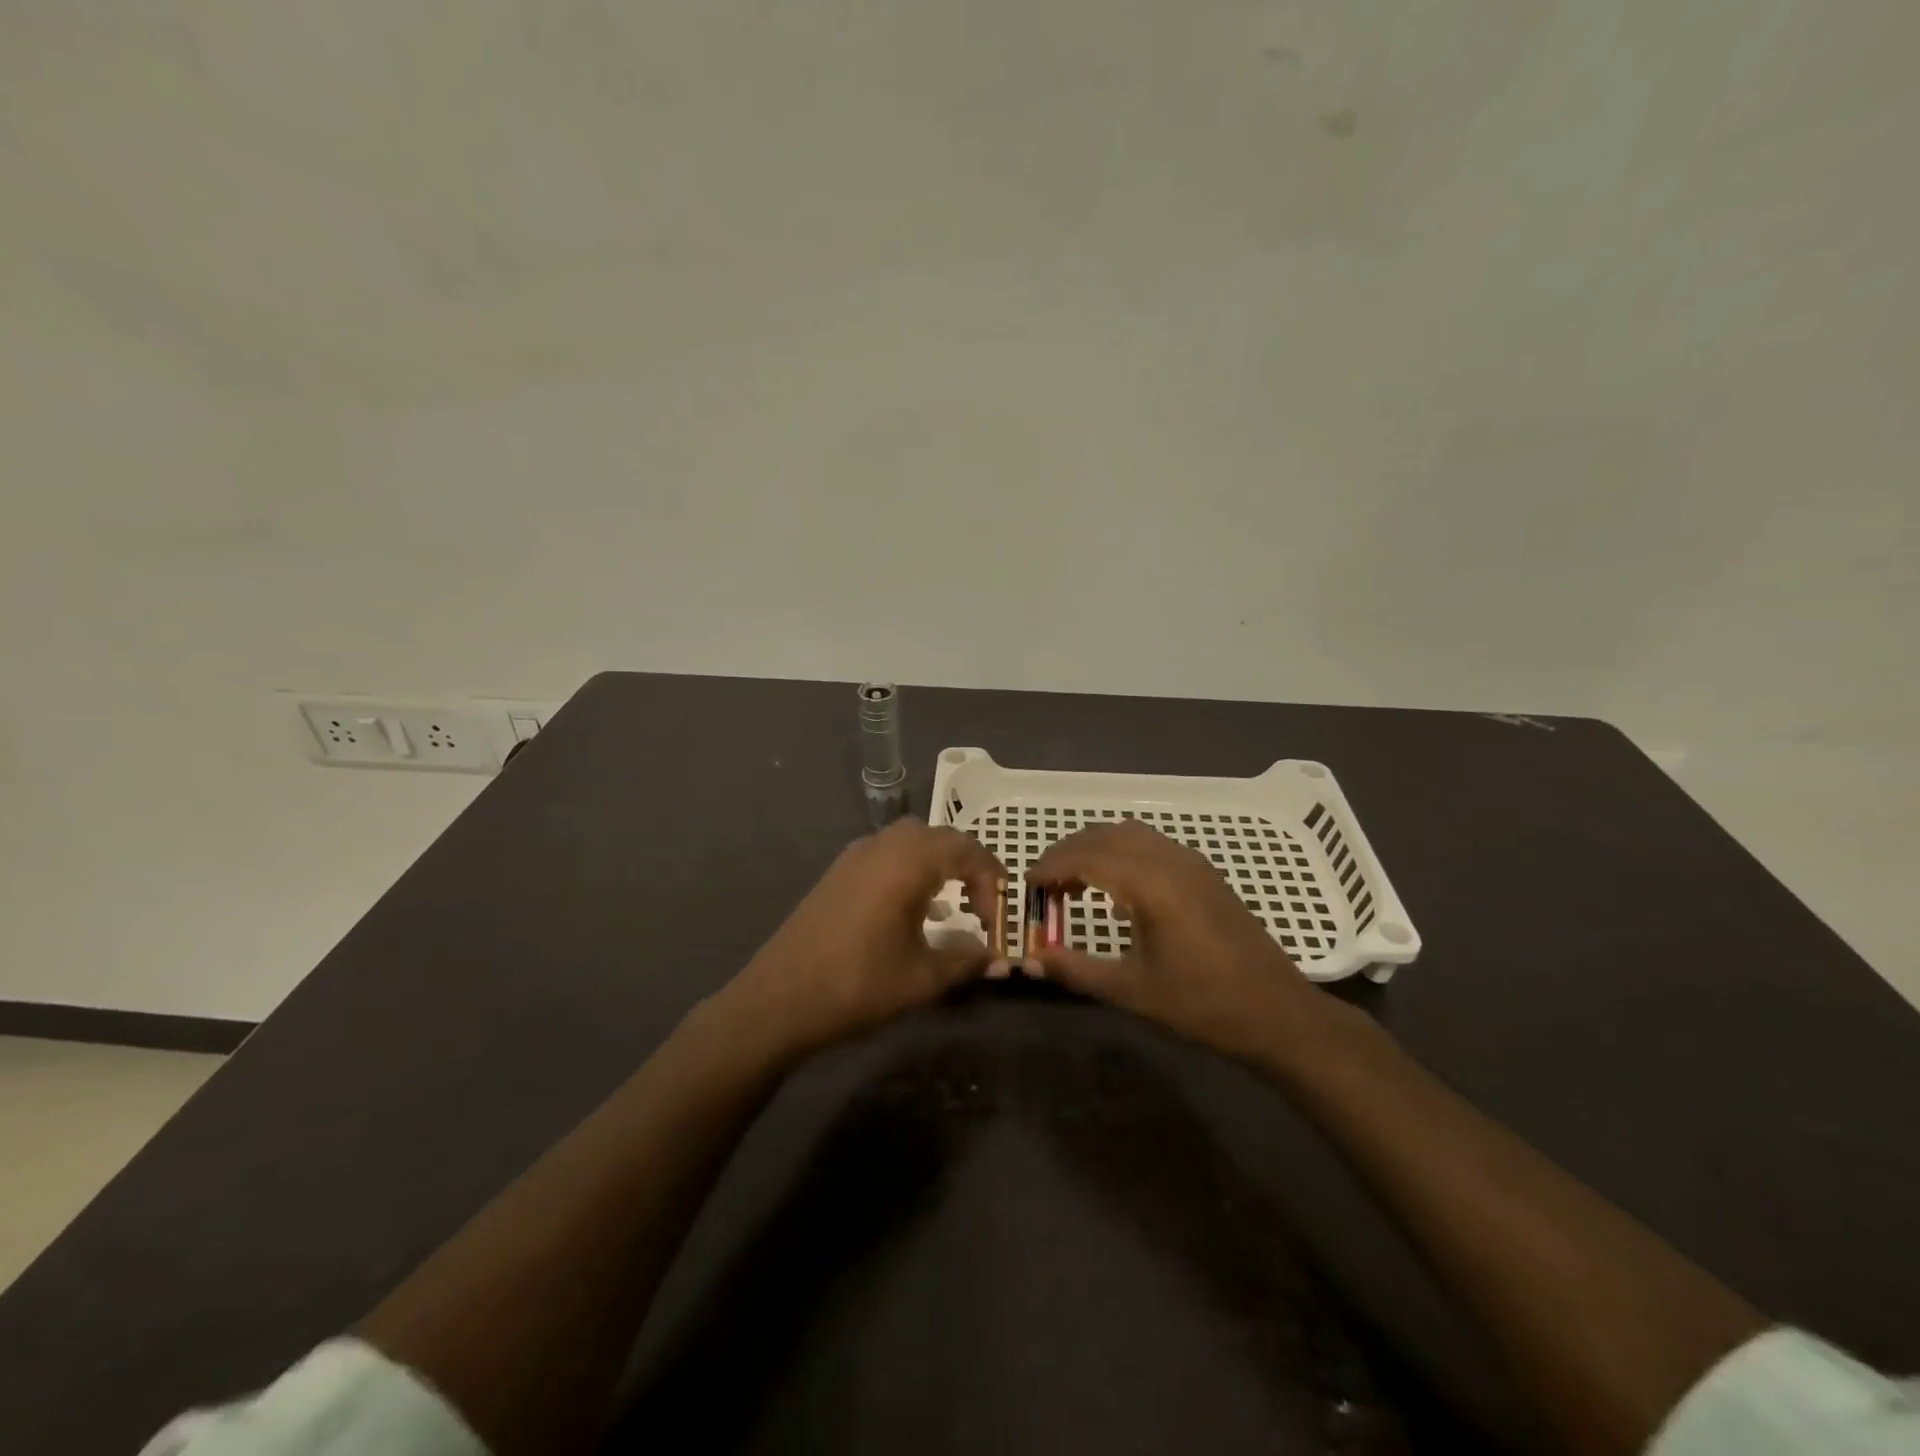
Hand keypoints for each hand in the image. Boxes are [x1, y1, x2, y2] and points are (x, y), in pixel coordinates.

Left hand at [716, 819, 1006, 1058]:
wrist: (778, 1000)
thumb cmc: (857, 986)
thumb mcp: (922, 978)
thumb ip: (966, 960)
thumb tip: (997, 958)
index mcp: (908, 862)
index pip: (968, 851)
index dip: (992, 883)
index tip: (997, 923)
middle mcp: (883, 846)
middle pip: (941, 838)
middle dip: (969, 866)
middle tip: (981, 907)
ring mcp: (855, 855)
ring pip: (911, 840)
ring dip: (938, 863)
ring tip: (951, 904)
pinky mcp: (838, 872)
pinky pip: (887, 853)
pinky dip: (910, 868)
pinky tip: (911, 907)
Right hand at [1028, 819, 1327, 1064]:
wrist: (1277, 1013)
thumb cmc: (1203, 1005)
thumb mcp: (1132, 991)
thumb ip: (1076, 970)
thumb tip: (1029, 959)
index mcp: (1151, 884)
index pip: (1086, 857)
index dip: (1050, 867)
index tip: (1026, 887)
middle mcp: (1169, 860)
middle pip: (1103, 836)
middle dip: (1067, 854)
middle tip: (1043, 887)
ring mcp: (1190, 861)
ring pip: (1128, 833)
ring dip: (1094, 849)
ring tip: (1073, 884)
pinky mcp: (1203, 871)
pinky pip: (1150, 843)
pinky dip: (1120, 852)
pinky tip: (1115, 889)